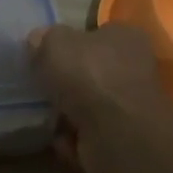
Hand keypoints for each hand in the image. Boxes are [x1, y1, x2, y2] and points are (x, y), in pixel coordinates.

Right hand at [27, 24, 172, 172]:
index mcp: (125, 37)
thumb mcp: (55, 43)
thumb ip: (44, 38)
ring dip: (66, 113)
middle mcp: (134, 68)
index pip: (97, 33)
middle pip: (90, 71)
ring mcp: (129, 106)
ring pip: (88, 104)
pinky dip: (72, 138)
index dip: (71, 42)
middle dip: (65, 82)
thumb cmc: (89, 76)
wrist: (117, 135)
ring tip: (45, 115)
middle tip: (40, 85)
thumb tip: (38, 42)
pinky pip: (88, 134)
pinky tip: (61, 137)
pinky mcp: (122, 138)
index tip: (47, 54)